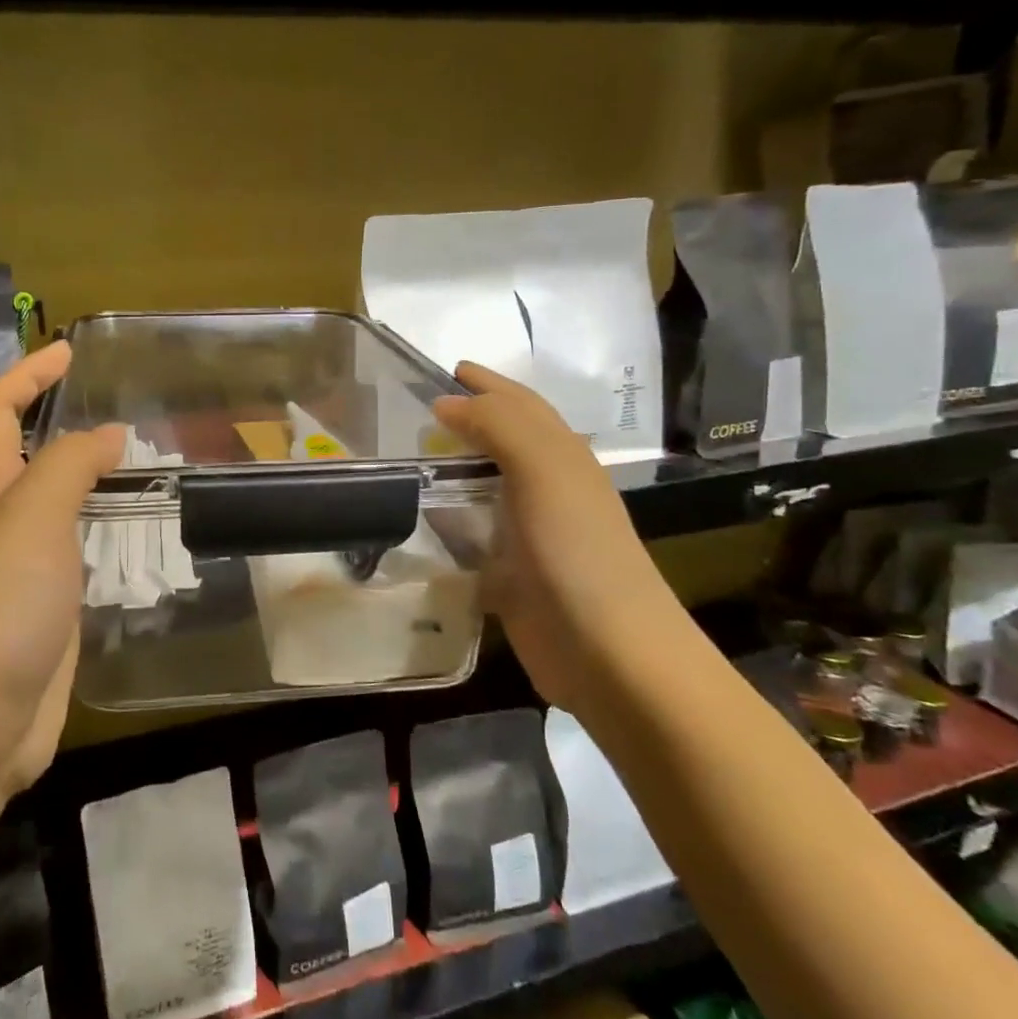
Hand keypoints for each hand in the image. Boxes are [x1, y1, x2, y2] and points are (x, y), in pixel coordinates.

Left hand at [0, 343, 123, 803]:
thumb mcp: (30, 520)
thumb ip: (68, 467)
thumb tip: (109, 432)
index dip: (25, 377)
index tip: (70, 351)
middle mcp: (2, 530)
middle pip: (31, 463)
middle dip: (71, 430)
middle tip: (134, 418)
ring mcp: (26, 579)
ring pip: (64, 515)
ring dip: (100, 489)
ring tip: (156, 474)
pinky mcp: (50, 622)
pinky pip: (83, 566)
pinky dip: (110, 545)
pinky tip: (145, 548)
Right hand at [432, 363, 677, 715]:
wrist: (607, 651)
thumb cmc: (577, 550)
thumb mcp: (544, 471)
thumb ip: (499, 426)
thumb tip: (448, 401)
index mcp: (561, 458)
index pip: (521, 405)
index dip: (488, 383)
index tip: (450, 367)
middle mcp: (547, 490)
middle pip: (505, 441)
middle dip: (471, 418)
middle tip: (421, 408)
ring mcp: (528, 534)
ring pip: (486, 487)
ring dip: (453, 468)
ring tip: (410, 458)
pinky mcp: (509, 575)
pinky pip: (471, 534)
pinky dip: (447, 520)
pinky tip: (420, 521)